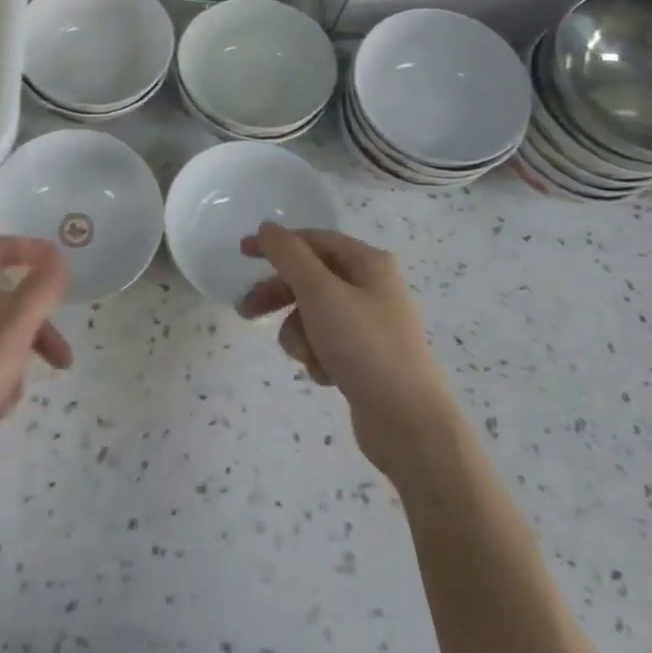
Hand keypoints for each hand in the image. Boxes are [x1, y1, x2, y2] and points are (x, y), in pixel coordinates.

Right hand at [238, 223, 455, 479]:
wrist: (408, 425)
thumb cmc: (363, 346)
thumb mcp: (319, 292)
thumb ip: (288, 255)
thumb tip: (267, 227)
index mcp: (368, 263)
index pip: (313, 240)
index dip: (276, 243)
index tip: (242, 254)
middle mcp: (372, 288)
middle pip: (310, 278)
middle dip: (279, 296)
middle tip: (246, 310)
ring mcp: (370, 325)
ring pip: (313, 314)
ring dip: (300, 334)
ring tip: (308, 357)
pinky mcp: (366, 359)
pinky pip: (326, 344)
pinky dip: (318, 356)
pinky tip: (326, 376)